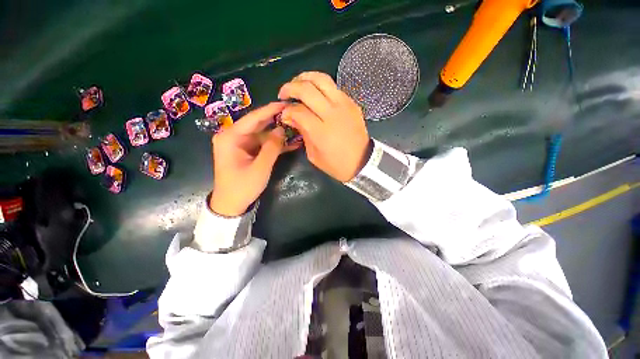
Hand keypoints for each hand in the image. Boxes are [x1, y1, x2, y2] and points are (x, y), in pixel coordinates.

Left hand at [210, 102, 300, 215]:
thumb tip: (281, 130)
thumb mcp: (260, 167)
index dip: (270, 110)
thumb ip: (272, 147)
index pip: (253, 118)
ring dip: (278, 134)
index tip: (285, 103)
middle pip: (258, 124)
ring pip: (262, 134)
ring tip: (295, 128)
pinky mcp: (247, 151)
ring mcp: (241, 144)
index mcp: (230, 137)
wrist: (231, 204)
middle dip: (276, 121)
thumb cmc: (242, 186)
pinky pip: (262, 144)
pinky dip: (275, 144)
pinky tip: (290, 143)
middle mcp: (233, 136)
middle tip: (293, 114)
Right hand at [278, 72, 369, 181]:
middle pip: (307, 89)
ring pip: (321, 79)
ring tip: (297, 84)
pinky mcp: (352, 103)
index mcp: (321, 131)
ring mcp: (344, 105)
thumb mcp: (314, 156)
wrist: (362, 162)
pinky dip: (320, 85)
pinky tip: (315, 93)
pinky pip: (333, 87)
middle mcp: (332, 113)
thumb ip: (303, 133)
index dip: (287, 111)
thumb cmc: (336, 164)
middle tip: (284, 94)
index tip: (283, 115)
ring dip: (305, 78)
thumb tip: (291, 117)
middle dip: (290, 88)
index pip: (298, 111)